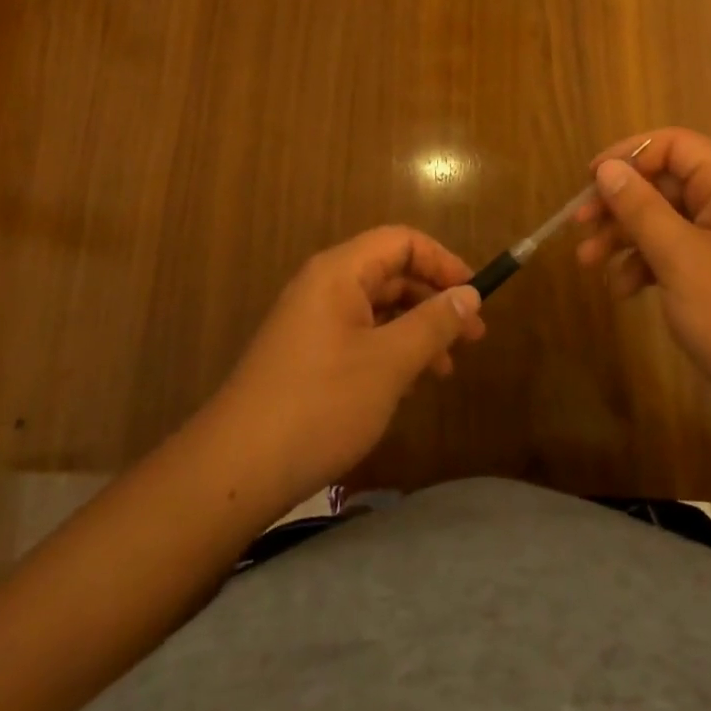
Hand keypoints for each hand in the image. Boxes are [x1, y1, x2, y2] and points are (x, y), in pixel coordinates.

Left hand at [207, 227, 486, 506]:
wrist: (236, 469)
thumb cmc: (320, 404)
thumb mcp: (389, 363)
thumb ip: (433, 323)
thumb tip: (470, 294)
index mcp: (340, 272)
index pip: (401, 241)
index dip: (442, 261)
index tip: (474, 295)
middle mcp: (324, 286)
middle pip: (390, 273)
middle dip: (434, 299)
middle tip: (473, 336)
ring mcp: (312, 322)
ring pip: (377, 309)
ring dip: (416, 330)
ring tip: (446, 367)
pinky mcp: (306, 356)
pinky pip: (359, 336)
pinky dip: (390, 351)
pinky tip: (408, 385)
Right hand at [575, 128, 710, 427]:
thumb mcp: (681, 258)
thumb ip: (640, 209)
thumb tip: (606, 168)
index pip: (674, 145)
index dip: (629, 155)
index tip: (590, 180)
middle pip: (663, 184)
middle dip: (619, 204)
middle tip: (579, 226)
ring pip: (663, 220)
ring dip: (624, 237)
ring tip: (588, 264)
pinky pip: (674, 253)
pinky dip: (645, 265)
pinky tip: (621, 291)